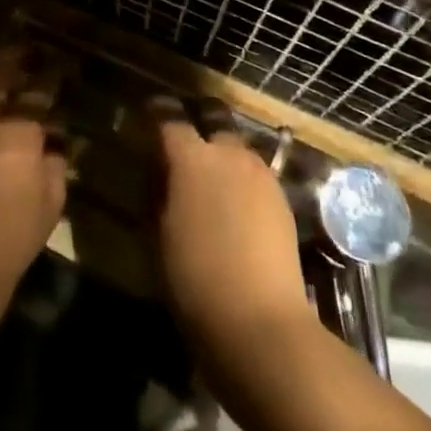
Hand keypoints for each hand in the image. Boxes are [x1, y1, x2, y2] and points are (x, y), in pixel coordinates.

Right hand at [157, 118, 313, 363]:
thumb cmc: (194, 279)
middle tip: (183, 134)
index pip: (170, 116)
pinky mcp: (282, 197)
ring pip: (237, 144)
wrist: (260, 321)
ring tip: (209, 173)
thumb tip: (160, 170)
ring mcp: (261, 173)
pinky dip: (240, 175)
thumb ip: (158, 191)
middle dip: (198, 116)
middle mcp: (229, 154)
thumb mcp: (159, 234)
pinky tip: (234, 201)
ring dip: (221, 149)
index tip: (148, 110)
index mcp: (191, 159)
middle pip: (214, 116)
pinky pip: (255, 171)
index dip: (157, 109)